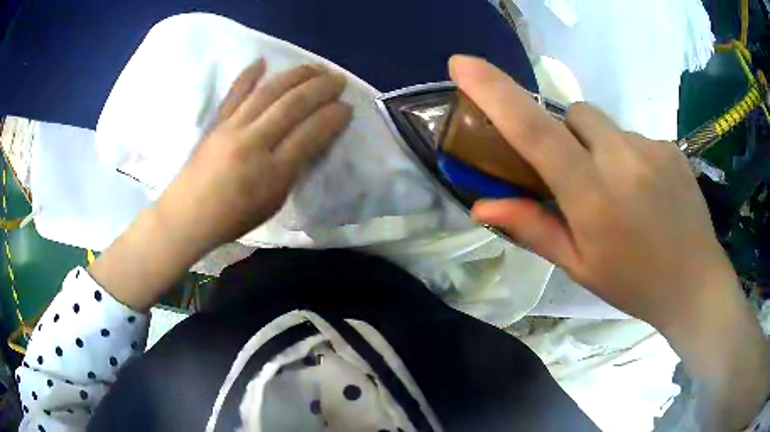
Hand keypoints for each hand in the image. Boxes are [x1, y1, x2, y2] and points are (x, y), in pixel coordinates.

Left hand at [89, 60, 350, 310]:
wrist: (187, 216)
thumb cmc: (233, 218)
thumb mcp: (273, 203)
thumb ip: (293, 170)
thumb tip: (310, 139)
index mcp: (270, 173)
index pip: (309, 134)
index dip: (332, 118)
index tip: (347, 107)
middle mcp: (252, 143)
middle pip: (292, 105)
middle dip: (320, 88)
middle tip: (337, 79)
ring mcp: (231, 129)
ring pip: (268, 92)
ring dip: (295, 76)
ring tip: (314, 67)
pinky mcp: (216, 123)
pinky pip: (234, 94)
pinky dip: (248, 75)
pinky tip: (262, 62)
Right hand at [450, 55, 769, 429]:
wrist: (694, 283)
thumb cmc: (633, 283)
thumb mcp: (579, 265)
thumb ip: (533, 227)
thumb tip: (482, 205)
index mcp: (592, 196)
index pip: (535, 130)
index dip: (495, 91)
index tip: (462, 63)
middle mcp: (621, 159)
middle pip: (574, 113)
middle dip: (564, 134)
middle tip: (578, 176)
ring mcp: (651, 146)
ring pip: (605, 125)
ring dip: (599, 147)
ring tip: (621, 190)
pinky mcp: (671, 145)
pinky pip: (634, 136)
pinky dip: (628, 155)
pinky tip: (646, 190)